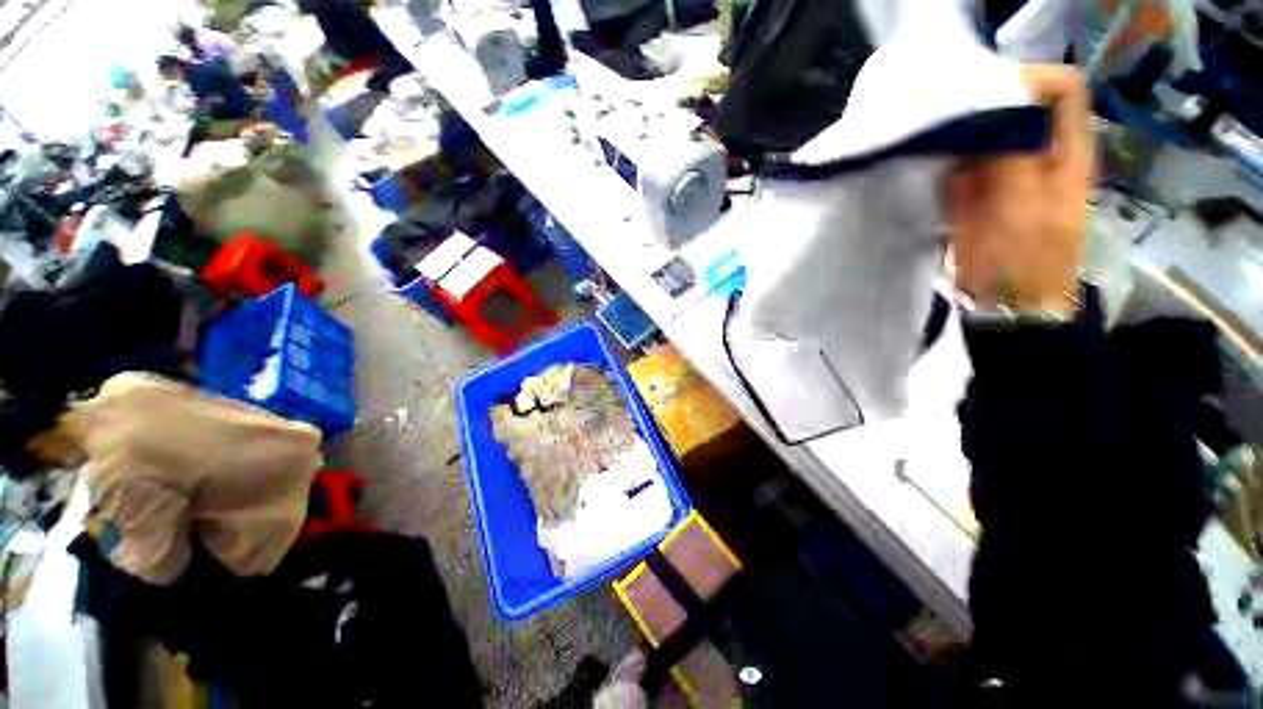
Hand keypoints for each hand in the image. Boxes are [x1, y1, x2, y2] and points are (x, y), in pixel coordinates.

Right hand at [945, 65, 1093, 314]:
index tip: (983, 101)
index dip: (1025, 84)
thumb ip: (1012, 154)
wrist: (1007, 303)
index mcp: (1067, 151)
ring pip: (991, 134)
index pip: (1059, 90)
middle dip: (986, 109)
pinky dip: (951, 163)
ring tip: (939, 147)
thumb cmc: (1025, 259)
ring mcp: (1012, 173)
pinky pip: (968, 164)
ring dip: (964, 137)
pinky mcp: (984, 194)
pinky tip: (937, 171)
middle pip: (1020, 108)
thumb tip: (992, 107)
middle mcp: (1042, 153)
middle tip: (952, 124)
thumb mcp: (1023, 205)